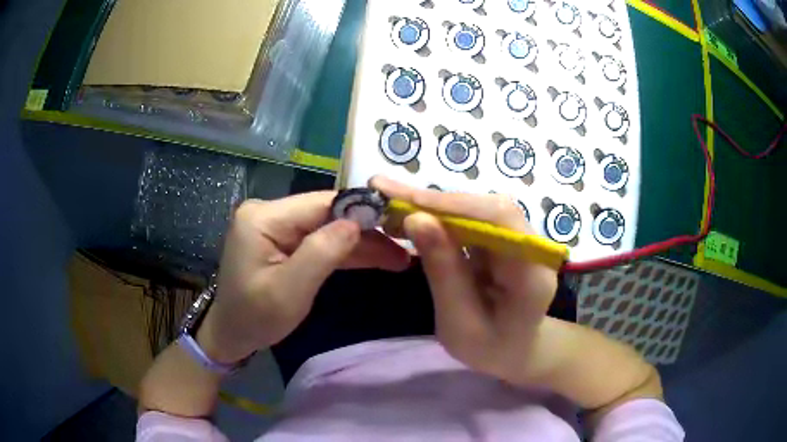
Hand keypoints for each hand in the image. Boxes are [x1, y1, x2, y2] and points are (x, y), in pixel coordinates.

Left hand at [197, 191, 410, 364]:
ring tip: (399, 257)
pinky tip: (375, 258)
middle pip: (327, 214)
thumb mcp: (288, 292)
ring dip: (361, 244)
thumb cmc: (254, 318)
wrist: (231, 333)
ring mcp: (276, 225)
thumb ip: (321, 254)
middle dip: (366, 232)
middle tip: (404, 248)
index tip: (398, 224)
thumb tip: (356, 223)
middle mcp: (269, 212)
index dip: (361, 212)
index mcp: (263, 217)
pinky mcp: (283, 239)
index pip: (321, 204)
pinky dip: (345, 252)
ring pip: (328, 228)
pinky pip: (319, 240)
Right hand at [372, 176, 558, 384]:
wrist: (515, 349)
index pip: (500, 219)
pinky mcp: (503, 237)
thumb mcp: (460, 323)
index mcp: (532, 274)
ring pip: (476, 208)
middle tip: (384, 192)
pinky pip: (471, 218)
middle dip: (434, 202)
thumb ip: (443, 273)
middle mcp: (532, 247)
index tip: (407, 205)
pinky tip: (411, 214)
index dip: (454, 205)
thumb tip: (415, 218)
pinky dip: (439, 216)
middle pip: (486, 207)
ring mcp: (519, 238)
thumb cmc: (490, 348)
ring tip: (390, 202)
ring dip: (432, 206)